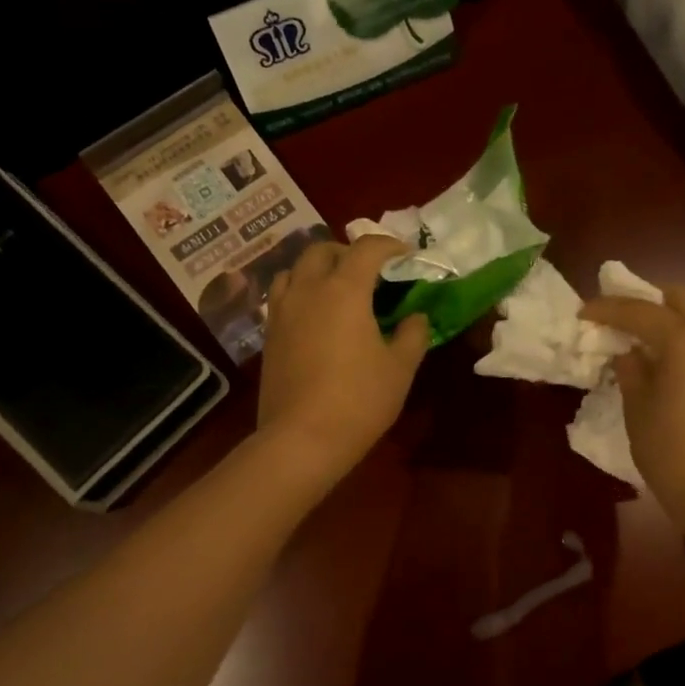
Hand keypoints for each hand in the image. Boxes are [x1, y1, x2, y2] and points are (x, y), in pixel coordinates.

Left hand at [258, 235, 429, 485]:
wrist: (302, 439)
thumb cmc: (359, 400)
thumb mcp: (400, 368)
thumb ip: (413, 334)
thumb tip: (415, 317)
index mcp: (344, 289)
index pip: (367, 248)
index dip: (391, 246)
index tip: (408, 257)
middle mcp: (307, 290)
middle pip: (323, 250)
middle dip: (349, 252)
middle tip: (371, 272)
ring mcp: (282, 311)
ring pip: (294, 269)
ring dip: (318, 269)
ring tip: (338, 290)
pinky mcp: (269, 335)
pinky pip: (283, 297)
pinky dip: (301, 293)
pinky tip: (317, 317)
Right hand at [580, 286, 684, 542]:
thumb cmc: (673, 454)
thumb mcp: (638, 410)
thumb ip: (631, 371)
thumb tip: (630, 353)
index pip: (640, 311)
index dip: (608, 309)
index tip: (583, 312)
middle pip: (681, 298)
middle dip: (647, 302)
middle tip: (620, 319)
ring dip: (673, 317)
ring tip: (645, 338)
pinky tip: (672, 356)